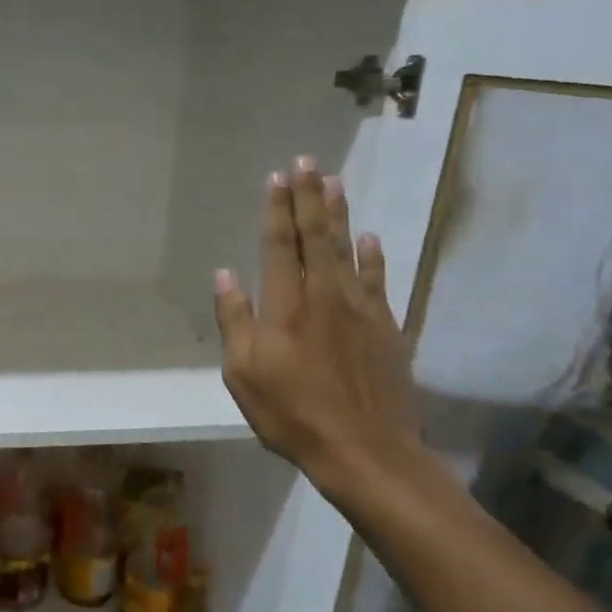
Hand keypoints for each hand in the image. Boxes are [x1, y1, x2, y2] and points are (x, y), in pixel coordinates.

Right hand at [212, 157, 420, 488]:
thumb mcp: (243, 372)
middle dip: (309, 197)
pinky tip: (370, 238)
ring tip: (335, 181)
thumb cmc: (290, 413)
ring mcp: (361, 309)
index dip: (277, 209)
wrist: (364, 449)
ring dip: (339, 214)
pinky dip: (373, 256)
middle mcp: (324, 295)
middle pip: (316, 236)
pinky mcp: (386, 328)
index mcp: (285, 305)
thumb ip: (234, 320)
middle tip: (307, 162)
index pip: (279, 245)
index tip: (277, 177)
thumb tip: (225, 275)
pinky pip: (378, 280)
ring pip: (348, 250)